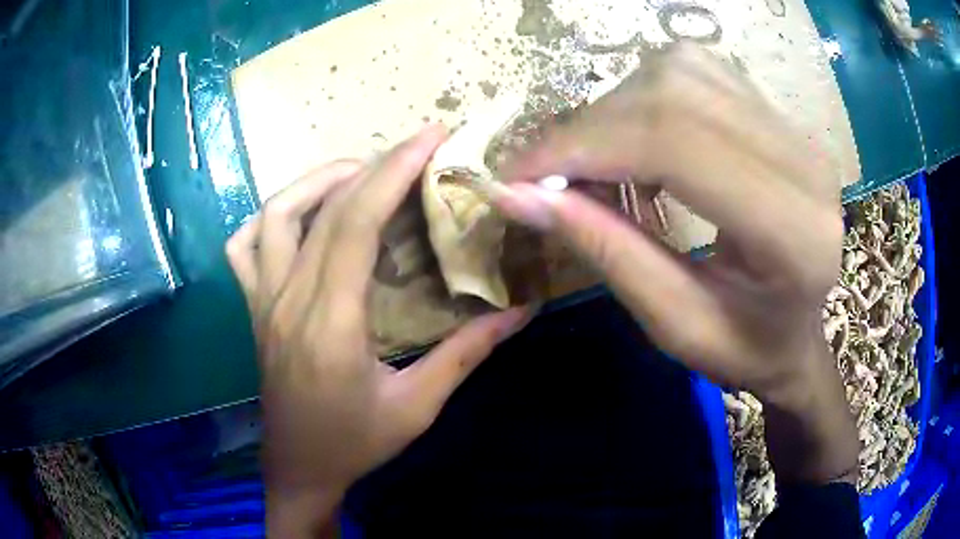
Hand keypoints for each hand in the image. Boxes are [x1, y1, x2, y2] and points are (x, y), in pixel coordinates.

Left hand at [225, 126, 528, 535]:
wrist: (299, 468)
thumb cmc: (356, 443)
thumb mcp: (418, 406)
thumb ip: (467, 353)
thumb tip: (521, 310)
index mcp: (330, 323)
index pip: (356, 222)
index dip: (394, 170)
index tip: (432, 137)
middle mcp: (288, 300)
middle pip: (323, 208)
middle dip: (373, 164)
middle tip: (414, 149)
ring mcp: (262, 300)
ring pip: (274, 214)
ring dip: (318, 181)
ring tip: (361, 175)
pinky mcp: (253, 307)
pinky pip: (243, 246)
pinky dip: (270, 217)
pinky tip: (301, 216)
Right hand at [494, 43, 856, 483]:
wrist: (798, 333)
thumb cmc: (746, 349)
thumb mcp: (674, 325)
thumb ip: (605, 252)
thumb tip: (516, 195)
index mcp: (793, 231)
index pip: (677, 143)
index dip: (584, 147)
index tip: (518, 177)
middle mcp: (803, 161)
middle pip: (675, 93)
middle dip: (591, 128)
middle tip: (548, 175)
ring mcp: (794, 130)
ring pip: (681, 69)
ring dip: (617, 110)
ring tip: (600, 164)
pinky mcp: (778, 115)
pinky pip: (696, 72)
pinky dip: (646, 98)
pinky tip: (642, 142)